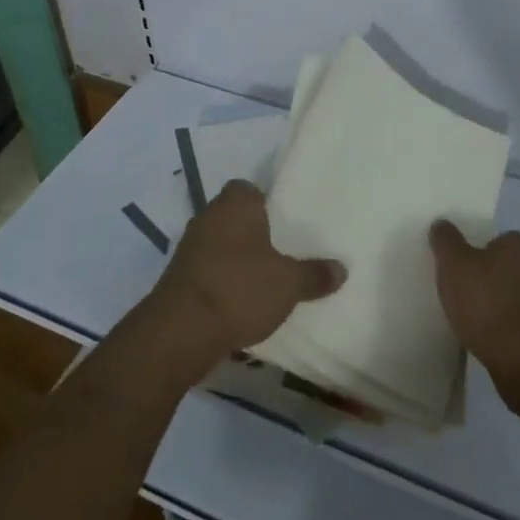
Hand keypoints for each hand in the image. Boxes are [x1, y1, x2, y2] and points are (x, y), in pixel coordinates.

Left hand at [145, 180, 344, 376]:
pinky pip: (207, 270)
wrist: (180, 331)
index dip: (265, 201)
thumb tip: (341, 268)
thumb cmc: (239, 289)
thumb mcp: (288, 284)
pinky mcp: (178, 278)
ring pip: (219, 244)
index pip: (248, 188)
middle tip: (281, 249)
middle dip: (253, 232)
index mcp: (235, 204)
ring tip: (263, 278)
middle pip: (234, 216)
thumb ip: (314, 274)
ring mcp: (188, 248)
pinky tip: (239, 301)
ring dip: (235, 258)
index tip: (284, 219)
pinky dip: (221, 280)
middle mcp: (208, 216)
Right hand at [430, 221, 519, 412]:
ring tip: (477, 326)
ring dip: (502, 307)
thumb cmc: (489, 307)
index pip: (493, 241)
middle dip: (489, 281)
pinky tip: (496, 344)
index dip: (474, 255)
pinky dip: (512, 331)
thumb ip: (446, 241)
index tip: (459, 274)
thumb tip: (442, 225)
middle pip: (506, 268)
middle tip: (464, 299)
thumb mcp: (454, 266)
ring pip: (517, 297)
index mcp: (519, 245)